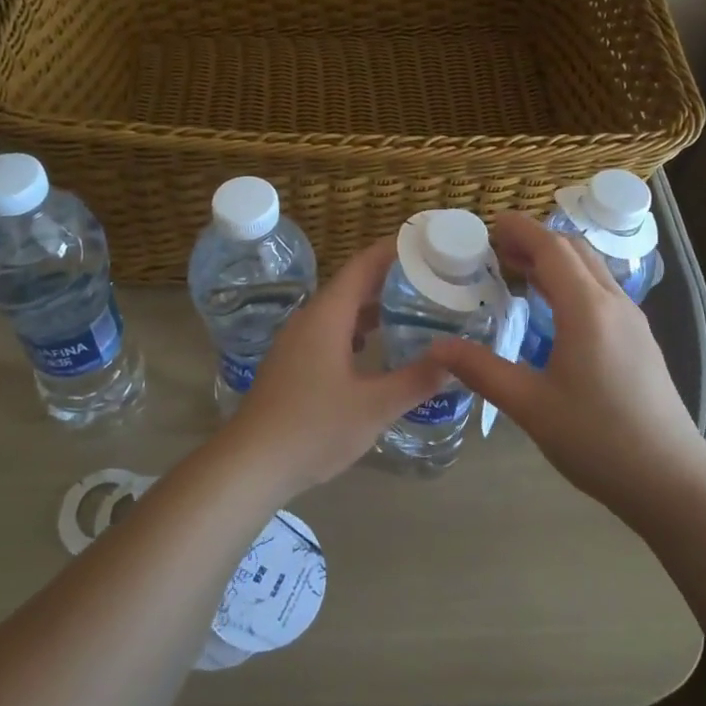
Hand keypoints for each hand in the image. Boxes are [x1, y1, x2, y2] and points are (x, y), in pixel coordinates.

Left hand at [221, 237, 450, 497]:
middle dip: (391, 277)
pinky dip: (358, 328)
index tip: (427, 242)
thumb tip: (454, 359)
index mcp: (328, 316)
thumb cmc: (313, 428)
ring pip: (341, 309)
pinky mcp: (292, 362)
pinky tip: (377, 346)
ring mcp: (297, 341)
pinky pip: (330, 330)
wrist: (250, 463)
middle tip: (432, 277)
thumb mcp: (374, 406)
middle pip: (353, 284)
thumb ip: (416, 380)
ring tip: (413, 307)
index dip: (394, 249)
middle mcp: (310, 318)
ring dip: (374, 305)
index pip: (364, 265)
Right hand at [429, 212, 704, 515]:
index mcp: (586, 309)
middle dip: (536, 241)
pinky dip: (572, 283)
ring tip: (519, 273)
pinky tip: (553, 312)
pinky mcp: (640, 342)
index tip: (490, 224)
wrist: (671, 481)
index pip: (551, 248)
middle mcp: (613, 303)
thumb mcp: (530, 406)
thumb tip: (438, 347)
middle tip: (497, 250)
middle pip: (574, 251)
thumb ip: (482, 370)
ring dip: (556, 262)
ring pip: (592, 271)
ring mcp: (632, 322)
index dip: (520, 230)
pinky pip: (602, 293)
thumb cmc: (598, 439)